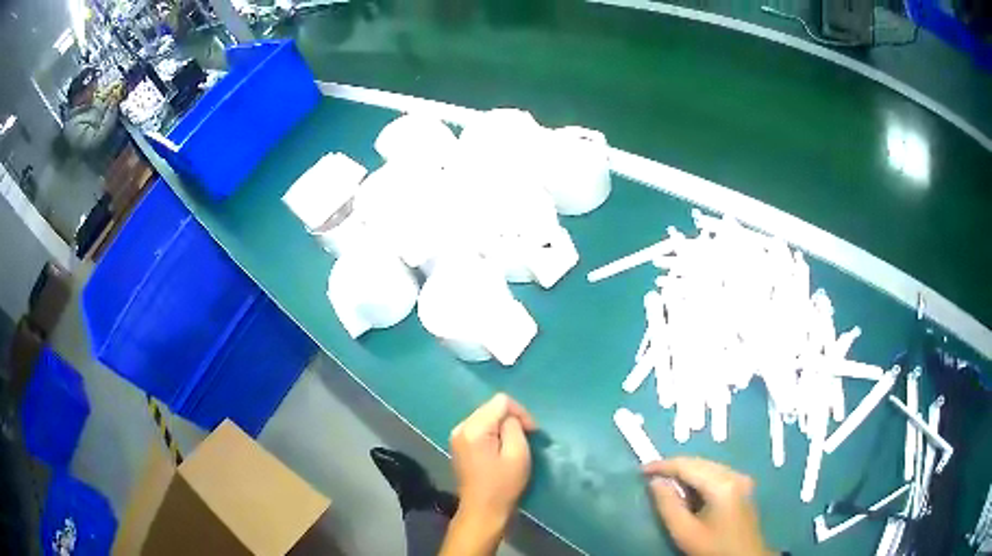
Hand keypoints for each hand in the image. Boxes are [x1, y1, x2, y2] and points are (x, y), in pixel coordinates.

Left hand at [450, 393, 537, 525]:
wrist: (482, 510)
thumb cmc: (503, 485)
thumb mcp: (517, 454)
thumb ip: (514, 427)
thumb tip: (510, 418)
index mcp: (474, 428)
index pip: (501, 401)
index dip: (520, 412)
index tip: (532, 431)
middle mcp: (461, 427)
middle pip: (491, 407)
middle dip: (511, 418)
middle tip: (527, 436)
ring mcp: (457, 436)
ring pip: (485, 416)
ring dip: (502, 425)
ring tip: (515, 442)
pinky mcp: (459, 445)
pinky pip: (479, 428)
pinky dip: (493, 432)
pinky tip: (501, 447)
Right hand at [644, 457, 773, 555]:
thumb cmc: (712, 548)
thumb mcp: (684, 532)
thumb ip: (668, 505)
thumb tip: (655, 482)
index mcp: (722, 484)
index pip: (688, 465)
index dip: (663, 465)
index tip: (641, 470)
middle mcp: (734, 474)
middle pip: (699, 462)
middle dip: (674, 467)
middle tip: (651, 478)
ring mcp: (741, 479)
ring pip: (708, 466)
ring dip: (686, 473)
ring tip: (666, 485)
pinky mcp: (743, 486)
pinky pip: (716, 474)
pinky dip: (698, 478)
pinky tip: (688, 491)